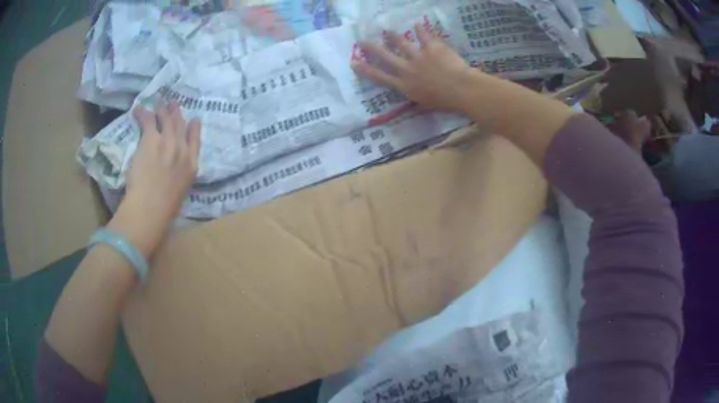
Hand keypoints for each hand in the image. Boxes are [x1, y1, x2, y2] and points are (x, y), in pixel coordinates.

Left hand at [107, 101, 200, 257]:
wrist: (151, 207)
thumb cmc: (165, 208)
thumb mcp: (180, 193)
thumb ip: (179, 178)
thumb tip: (172, 175)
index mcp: (191, 166)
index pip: (196, 141)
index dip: (195, 128)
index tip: (195, 120)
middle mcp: (182, 150)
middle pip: (181, 126)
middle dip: (177, 113)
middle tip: (173, 104)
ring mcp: (167, 142)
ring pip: (166, 119)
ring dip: (162, 109)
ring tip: (158, 102)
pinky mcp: (151, 139)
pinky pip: (148, 120)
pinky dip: (143, 113)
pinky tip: (138, 109)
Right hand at [352, 23, 482, 113]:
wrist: (461, 89)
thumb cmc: (445, 102)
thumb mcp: (425, 105)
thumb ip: (417, 98)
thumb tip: (413, 97)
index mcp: (405, 85)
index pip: (380, 77)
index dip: (365, 70)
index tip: (354, 63)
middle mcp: (407, 69)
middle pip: (385, 56)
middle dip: (372, 48)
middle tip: (363, 41)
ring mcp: (418, 56)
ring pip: (401, 42)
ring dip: (393, 36)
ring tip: (387, 31)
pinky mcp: (431, 47)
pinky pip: (424, 35)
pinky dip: (421, 29)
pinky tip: (417, 25)